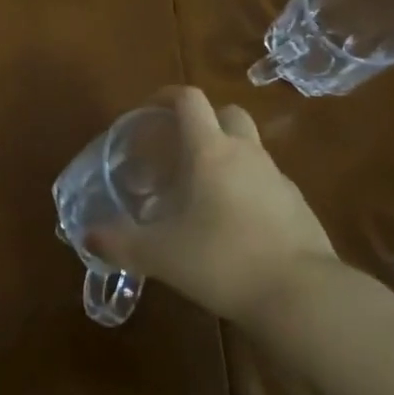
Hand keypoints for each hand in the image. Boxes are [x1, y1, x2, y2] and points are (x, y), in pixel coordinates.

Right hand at [87, 86, 337, 325]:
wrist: (305, 298)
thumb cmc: (224, 260)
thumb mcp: (161, 254)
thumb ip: (121, 243)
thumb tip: (87, 237)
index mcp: (210, 150)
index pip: (189, 99)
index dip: (165, 97)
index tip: (147, 113)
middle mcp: (245, 153)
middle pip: (227, 114)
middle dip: (202, 123)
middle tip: (177, 151)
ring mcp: (278, 178)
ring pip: (249, 149)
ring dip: (225, 158)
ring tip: (200, 194)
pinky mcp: (299, 207)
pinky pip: (266, 182)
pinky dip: (247, 189)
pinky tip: (233, 224)